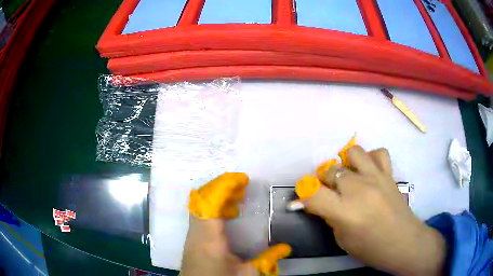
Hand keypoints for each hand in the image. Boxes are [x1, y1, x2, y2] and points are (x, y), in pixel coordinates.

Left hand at [181, 173, 290, 275]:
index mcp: (208, 237)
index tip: (243, 179)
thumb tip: (286, 247)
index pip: (210, 202)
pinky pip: (201, 213)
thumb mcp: (246, 274)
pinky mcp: (193, 237)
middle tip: (243, 185)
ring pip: (200, 203)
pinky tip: (229, 215)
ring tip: (238, 198)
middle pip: (201, 197)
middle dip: (221, 186)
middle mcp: (196, 231)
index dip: (224, 185)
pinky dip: (214, 206)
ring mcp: (192, 233)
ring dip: (218, 195)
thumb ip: (267, 260)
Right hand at [295, 146, 445, 275]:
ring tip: (349, 178)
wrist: (403, 242)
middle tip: (329, 193)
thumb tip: (319, 203)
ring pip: (353, 153)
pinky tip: (369, 171)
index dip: (303, 194)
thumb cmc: (370, 248)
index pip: (311, 192)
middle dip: (324, 182)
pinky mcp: (389, 174)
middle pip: (330, 171)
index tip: (305, 199)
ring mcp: (376, 177)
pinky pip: (378, 153)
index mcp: (344, 211)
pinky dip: (371, 159)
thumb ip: (330, 217)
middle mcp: (358, 189)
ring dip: (346, 165)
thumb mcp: (342, 239)